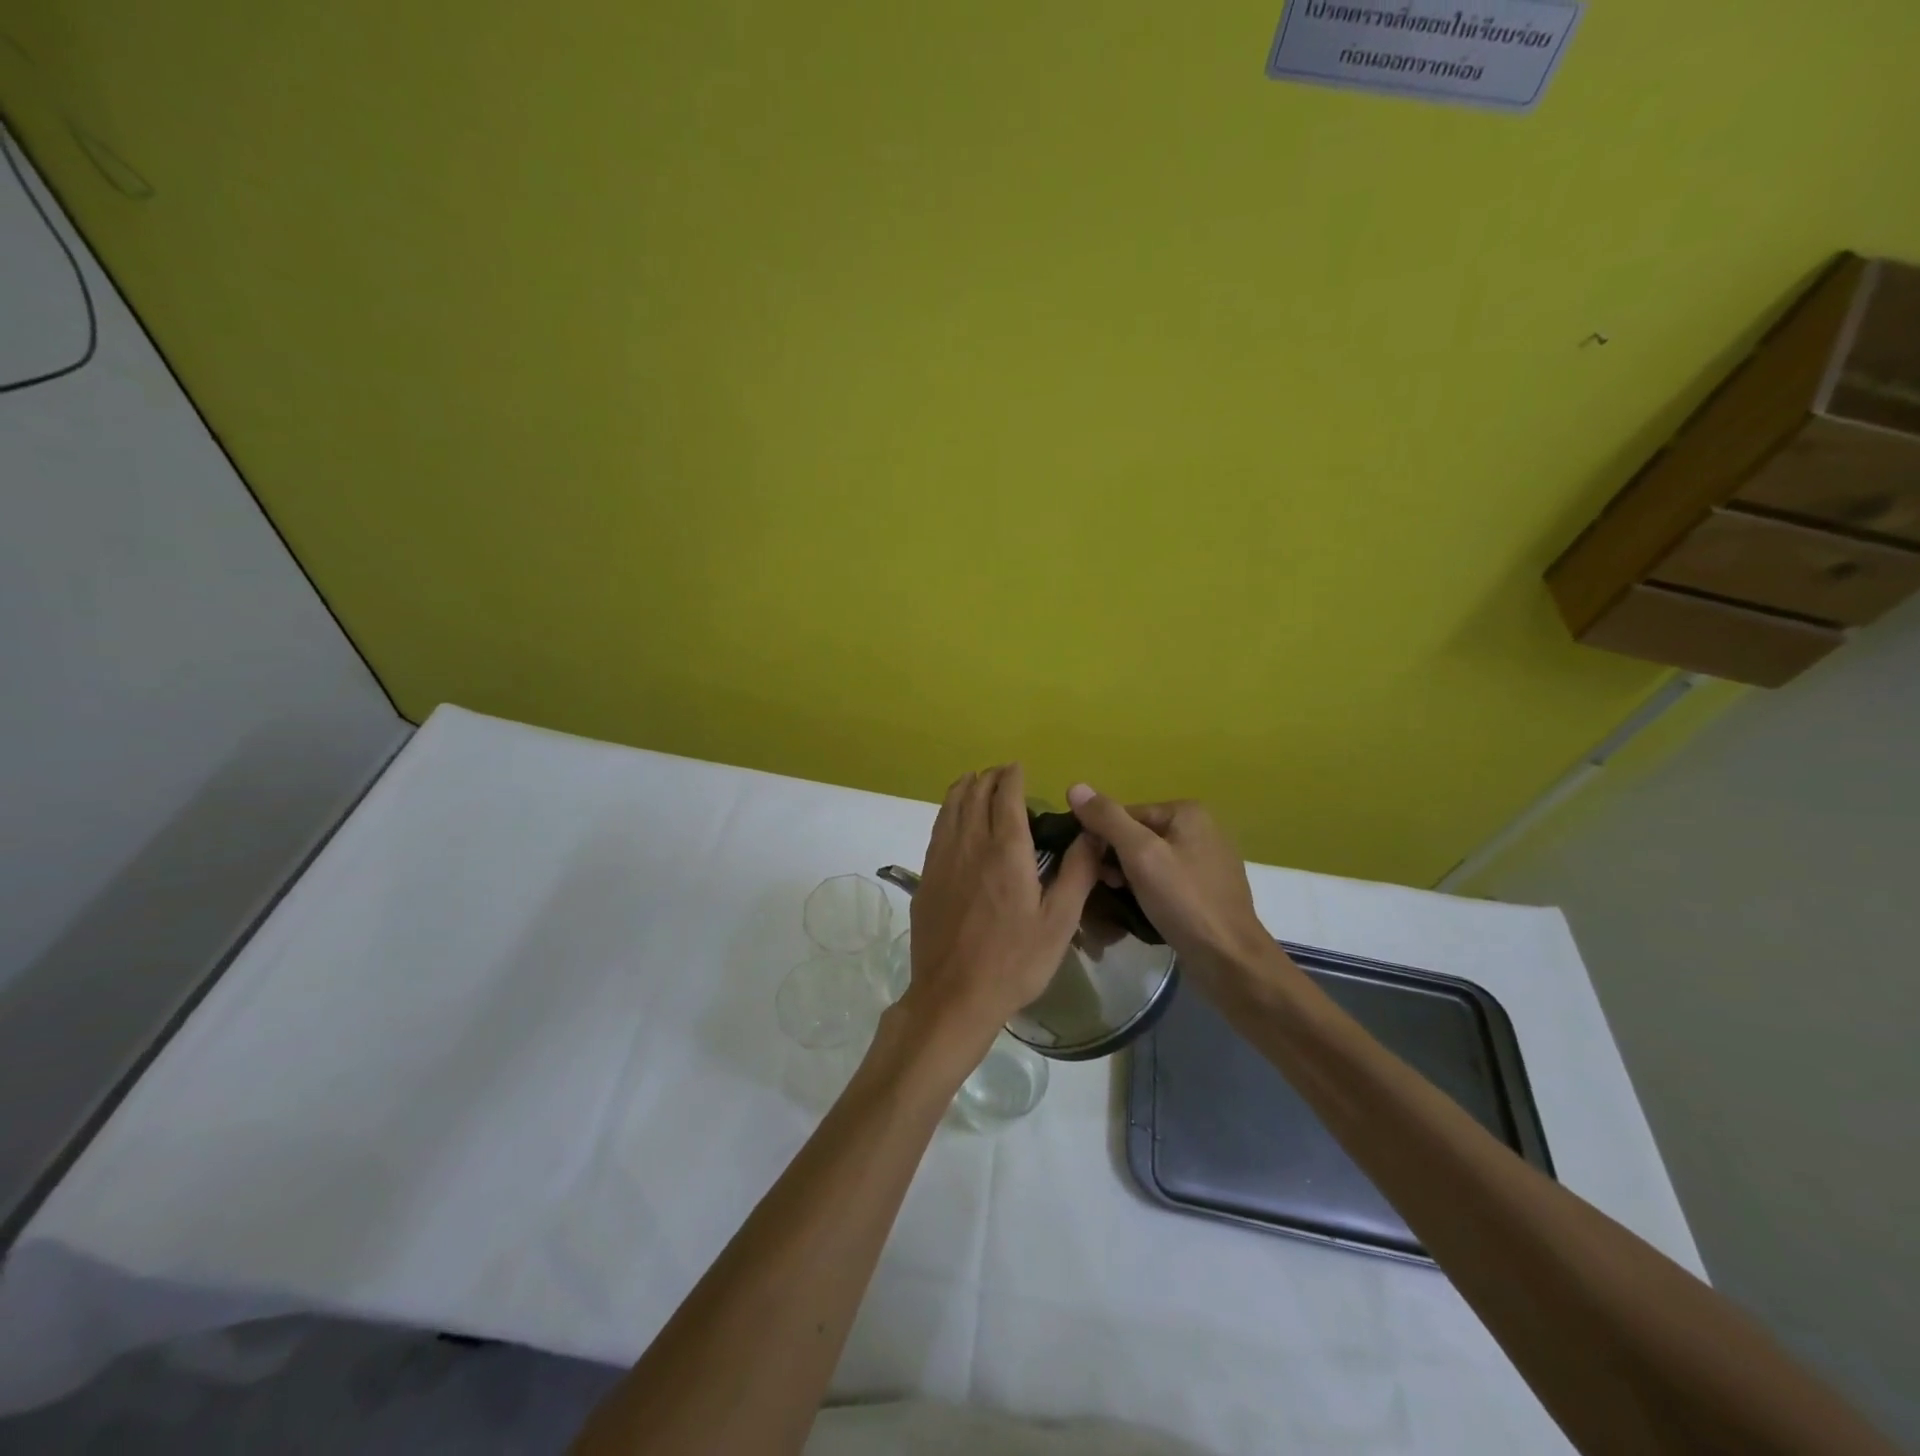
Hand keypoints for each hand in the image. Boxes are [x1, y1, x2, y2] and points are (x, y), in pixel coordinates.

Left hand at [902, 765, 1101, 1051]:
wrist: (954, 996)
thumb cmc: (1014, 961)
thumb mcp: (1059, 922)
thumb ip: (1077, 872)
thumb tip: (1093, 833)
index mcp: (1006, 850)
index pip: (1006, 795)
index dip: (1013, 775)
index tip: (1020, 767)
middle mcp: (970, 843)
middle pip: (975, 793)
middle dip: (990, 777)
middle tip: (1004, 775)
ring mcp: (942, 858)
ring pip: (951, 806)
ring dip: (965, 788)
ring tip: (977, 782)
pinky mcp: (926, 876)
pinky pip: (937, 828)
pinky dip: (949, 810)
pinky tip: (955, 818)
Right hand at [1065, 786, 1272, 984]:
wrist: (1229, 960)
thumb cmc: (1184, 901)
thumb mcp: (1140, 855)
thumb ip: (1107, 819)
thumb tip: (1075, 786)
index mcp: (1187, 812)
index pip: (1125, 815)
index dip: (1102, 840)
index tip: (1092, 869)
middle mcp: (1201, 828)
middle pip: (1137, 836)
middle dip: (1116, 861)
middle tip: (1106, 888)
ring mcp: (1206, 860)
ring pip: (1149, 861)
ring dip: (1129, 879)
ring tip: (1120, 902)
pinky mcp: (1206, 889)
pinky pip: (1165, 880)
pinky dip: (1148, 891)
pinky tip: (1141, 910)